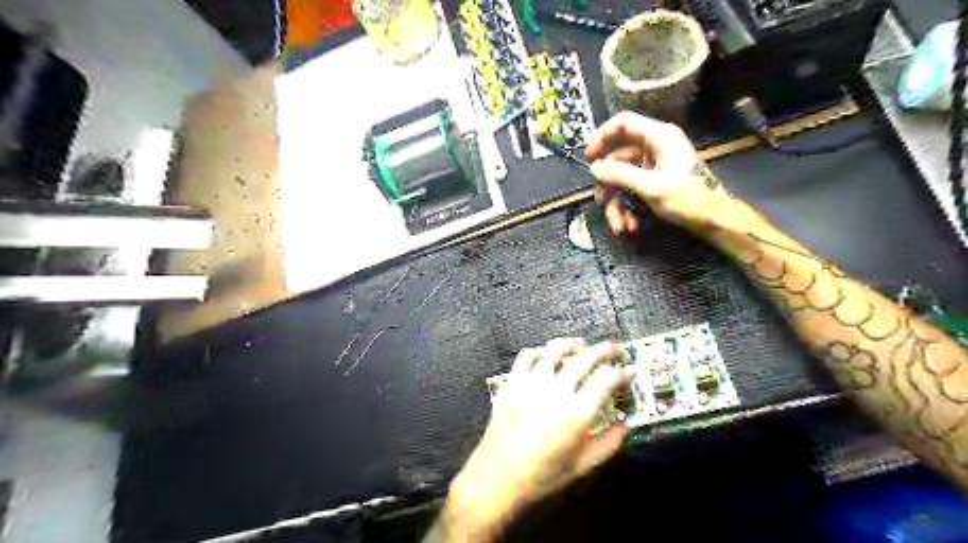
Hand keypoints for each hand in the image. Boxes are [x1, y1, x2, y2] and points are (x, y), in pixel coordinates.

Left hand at [445, 340, 627, 538]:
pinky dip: (539, 351)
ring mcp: (530, 385)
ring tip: (582, 344)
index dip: (620, 373)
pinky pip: (526, 357)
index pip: (606, 379)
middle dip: (604, 350)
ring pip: (554, 351)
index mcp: (577, 413)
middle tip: (614, 348)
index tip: (625, 374)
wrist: (499, 478)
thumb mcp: (583, 465)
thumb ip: (610, 443)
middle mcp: (555, 392)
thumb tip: (626, 423)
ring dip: (572, 344)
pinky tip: (546, 354)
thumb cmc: (543, 475)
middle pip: (584, 358)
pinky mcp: (512, 384)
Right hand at [581, 111, 743, 235]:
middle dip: (609, 185)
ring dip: (617, 203)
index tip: (589, 158)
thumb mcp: (652, 187)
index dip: (602, 137)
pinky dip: (627, 208)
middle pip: (618, 158)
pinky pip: (631, 190)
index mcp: (659, 137)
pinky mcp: (653, 182)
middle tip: (601, 201)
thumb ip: (621, 175)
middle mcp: (654, 147)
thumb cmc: (690, 199)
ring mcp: (653, 166)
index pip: (623, 123)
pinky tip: (630, 225)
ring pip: (622, 179)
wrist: (715, 221)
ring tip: (619, 226)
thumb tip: (594, 168)